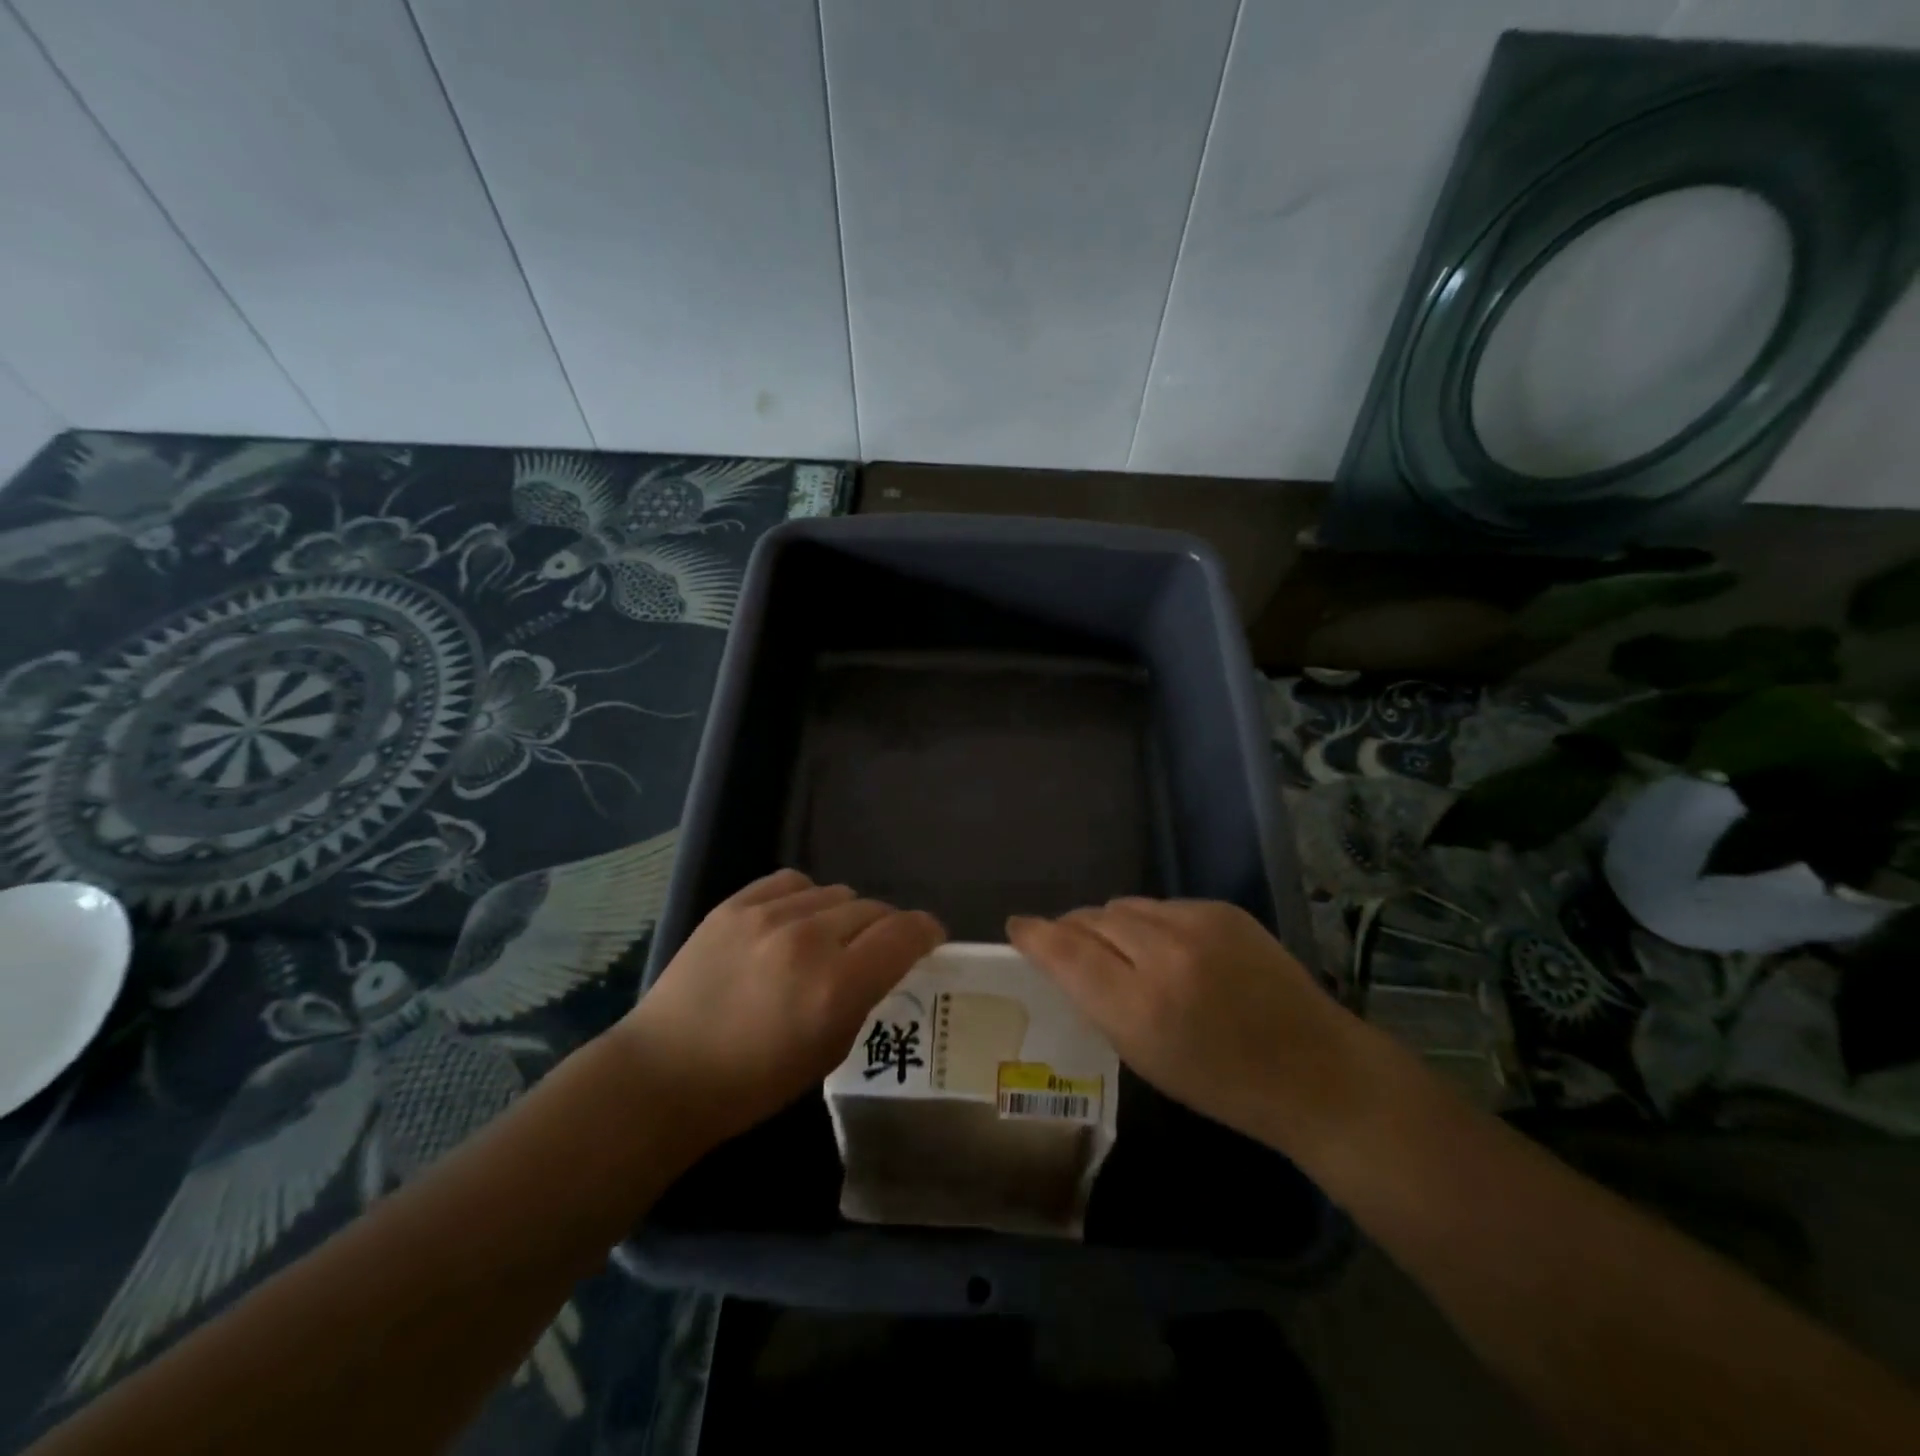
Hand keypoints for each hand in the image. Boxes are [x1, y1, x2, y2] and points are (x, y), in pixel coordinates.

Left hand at [622, 870, 944, 1147]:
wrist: (664, 1073)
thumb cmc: (753, 1083)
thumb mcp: (829, 1050)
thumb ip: (864, 996)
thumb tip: (884, 960)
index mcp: (838, 985)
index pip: (905, 933)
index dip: (927, 931)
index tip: (929, 939)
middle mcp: (810, 939)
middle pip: (874, 909)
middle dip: (885, 929)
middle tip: (873, 951)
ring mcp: (769, 916)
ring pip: (836, 892)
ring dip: (844, 916)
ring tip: (826, 940)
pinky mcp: (735, 904)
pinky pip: (793, 882)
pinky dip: (806, 898)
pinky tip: (793, 921)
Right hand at [1007, 899, 1376, 1154]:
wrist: (1315, 1071)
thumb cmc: (1222, 1084)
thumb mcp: (1145, 1056)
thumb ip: (1099, 1001)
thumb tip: (1065, 957)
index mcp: (1141, 1007)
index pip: (1067, 953)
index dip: (1036, 936)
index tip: (1017, 927)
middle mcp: (1165, 954)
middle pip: (1093, 918)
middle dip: (1073, 929)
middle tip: (1070, 947)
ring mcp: (1198, 924)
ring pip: (1126, 906)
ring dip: (1112, 924)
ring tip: (1122, 950)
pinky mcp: (1223, 909)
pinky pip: (1163, 906)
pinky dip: (1152, 923)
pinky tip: (1169, 949)